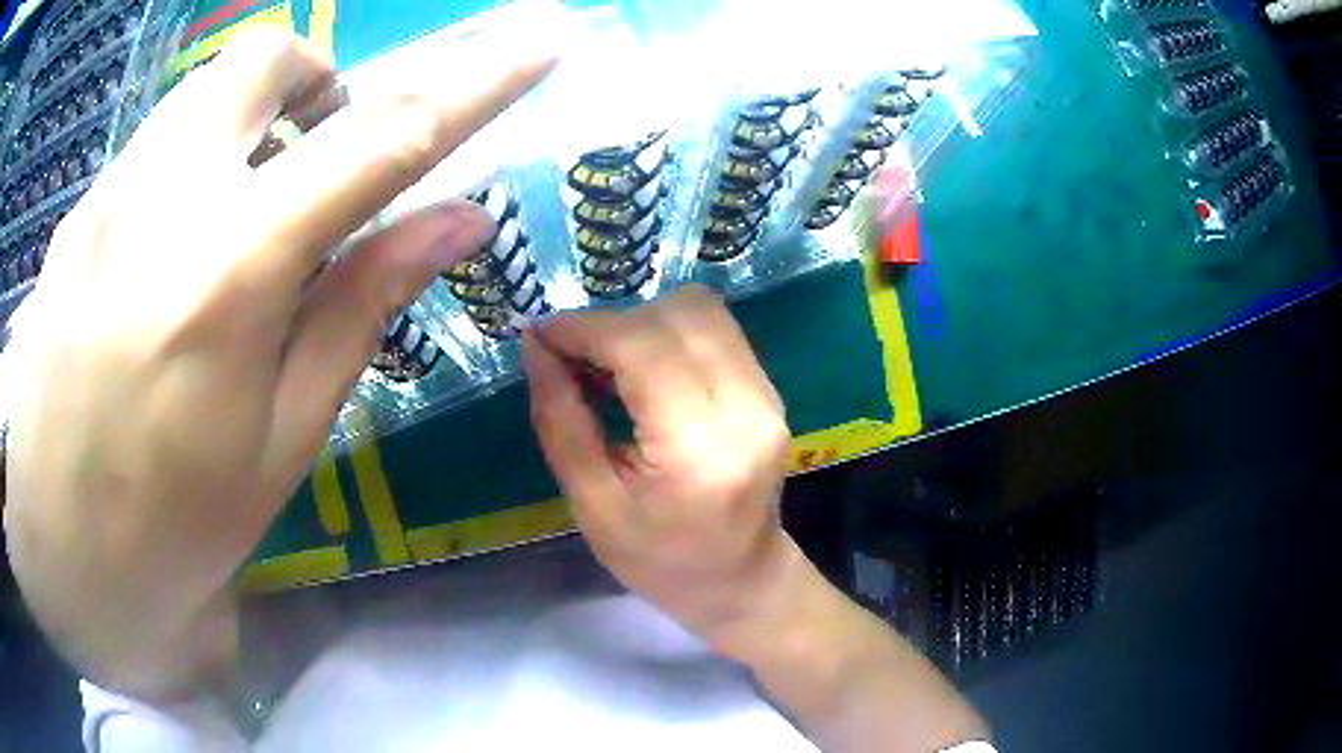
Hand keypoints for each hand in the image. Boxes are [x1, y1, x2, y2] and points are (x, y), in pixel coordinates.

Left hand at [2, 30, 552, 698]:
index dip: (476, 79)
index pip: (385, 138)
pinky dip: (185, 169)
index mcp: (233, 271)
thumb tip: (457, 222)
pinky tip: (162, 259)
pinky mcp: (76, 215)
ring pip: (202, 94)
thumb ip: (361, 306)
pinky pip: (150, 149)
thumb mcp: (280, 439)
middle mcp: (164, 198)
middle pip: (268, 62)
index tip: (538, 38)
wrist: (57, 549)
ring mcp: (107, 197)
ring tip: (233, 218)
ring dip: (245, 124)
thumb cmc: (172, 523)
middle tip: (312, 161)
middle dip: (315, 86)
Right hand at [521, 286, 796, 645]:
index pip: (640, 347)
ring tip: (609, 364)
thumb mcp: (591, 505)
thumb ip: (560, 419)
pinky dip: (671, 334)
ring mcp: (767, 396)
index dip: (584, 328)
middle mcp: (745, 408)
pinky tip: (646, 372)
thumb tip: (535, 345)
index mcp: (696, 449)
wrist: (740, 581)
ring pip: (701, 310)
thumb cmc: (658, 561)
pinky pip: (717, 331)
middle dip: (613, 323)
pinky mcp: (771, 392)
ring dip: (644, 322)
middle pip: (676, 314)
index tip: (541, 335)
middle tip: (574, 358)